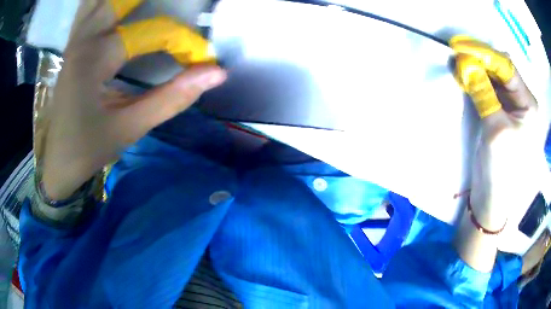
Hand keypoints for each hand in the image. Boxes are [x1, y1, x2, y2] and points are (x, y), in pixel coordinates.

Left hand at [40, 0, 226, 199]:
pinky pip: (89, 8)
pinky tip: (119, 9)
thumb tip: (216, 73)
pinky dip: (104, 3)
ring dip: (124, 0)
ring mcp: (76, 38)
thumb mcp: (130, 127)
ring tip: (150, 5)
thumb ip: (172, 97)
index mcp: (96, 57)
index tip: (204, 58)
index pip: (153, 31)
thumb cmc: (89, 148)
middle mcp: (84, 38)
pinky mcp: (73, 44)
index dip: (184, 41)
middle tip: (183, 5)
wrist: (58, 160)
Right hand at [451, 37, 547, 251]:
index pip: (507, 68)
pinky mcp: (500, 111)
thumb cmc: (501, 169)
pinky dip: (476, 80)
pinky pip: (489, 87)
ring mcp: (511, 106)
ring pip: (494, 76)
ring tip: (458, 62)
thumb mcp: (495, 130)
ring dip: (477, 68)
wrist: (492, 197)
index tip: (460, 46)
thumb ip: (483, 94)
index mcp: (528, 105)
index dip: (485, 54)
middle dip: (480, 59)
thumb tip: (465, 63)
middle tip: (457, 52)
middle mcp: (522, 101)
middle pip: (501, 69)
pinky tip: (465, 76)